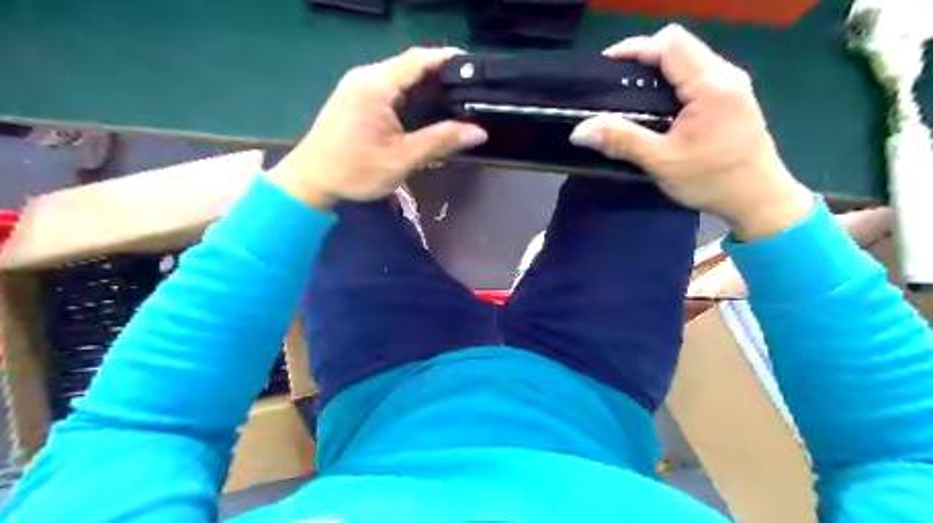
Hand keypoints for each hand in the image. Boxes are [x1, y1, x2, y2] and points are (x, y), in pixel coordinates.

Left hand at [267, 48, 487, 209]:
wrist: (310, 180)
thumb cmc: (355, 170)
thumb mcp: (403, 158)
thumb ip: (441, 141)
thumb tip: (478, 132)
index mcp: (377, 85)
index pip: (418, 59)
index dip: (448, 59)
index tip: (473, 67)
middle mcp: (365, 76)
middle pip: (410, 66)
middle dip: (440, 77)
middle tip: (468, 93)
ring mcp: (356, 84)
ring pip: (399, 77)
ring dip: (424, 87)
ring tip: (452, 103)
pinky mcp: (353, 96)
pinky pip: (388, 87)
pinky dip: (409, 95)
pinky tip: (423, 111)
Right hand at [569, 24, 809, 239]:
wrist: (759, 199)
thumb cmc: (712, 180)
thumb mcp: (661, 161)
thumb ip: (621, 140)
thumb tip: (579, 130)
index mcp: (711, 84)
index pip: (670, 43)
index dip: (635, 48)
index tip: (606, 67)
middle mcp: (725, 75)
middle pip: (680, 45)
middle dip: (644, 58)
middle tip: (615, 84)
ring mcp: (732, 85)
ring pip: (689, 59)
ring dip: (658, 70)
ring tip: (630, 96)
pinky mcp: (732, 98)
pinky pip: (697, 76)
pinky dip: (672, 82)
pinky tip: (657, 107)